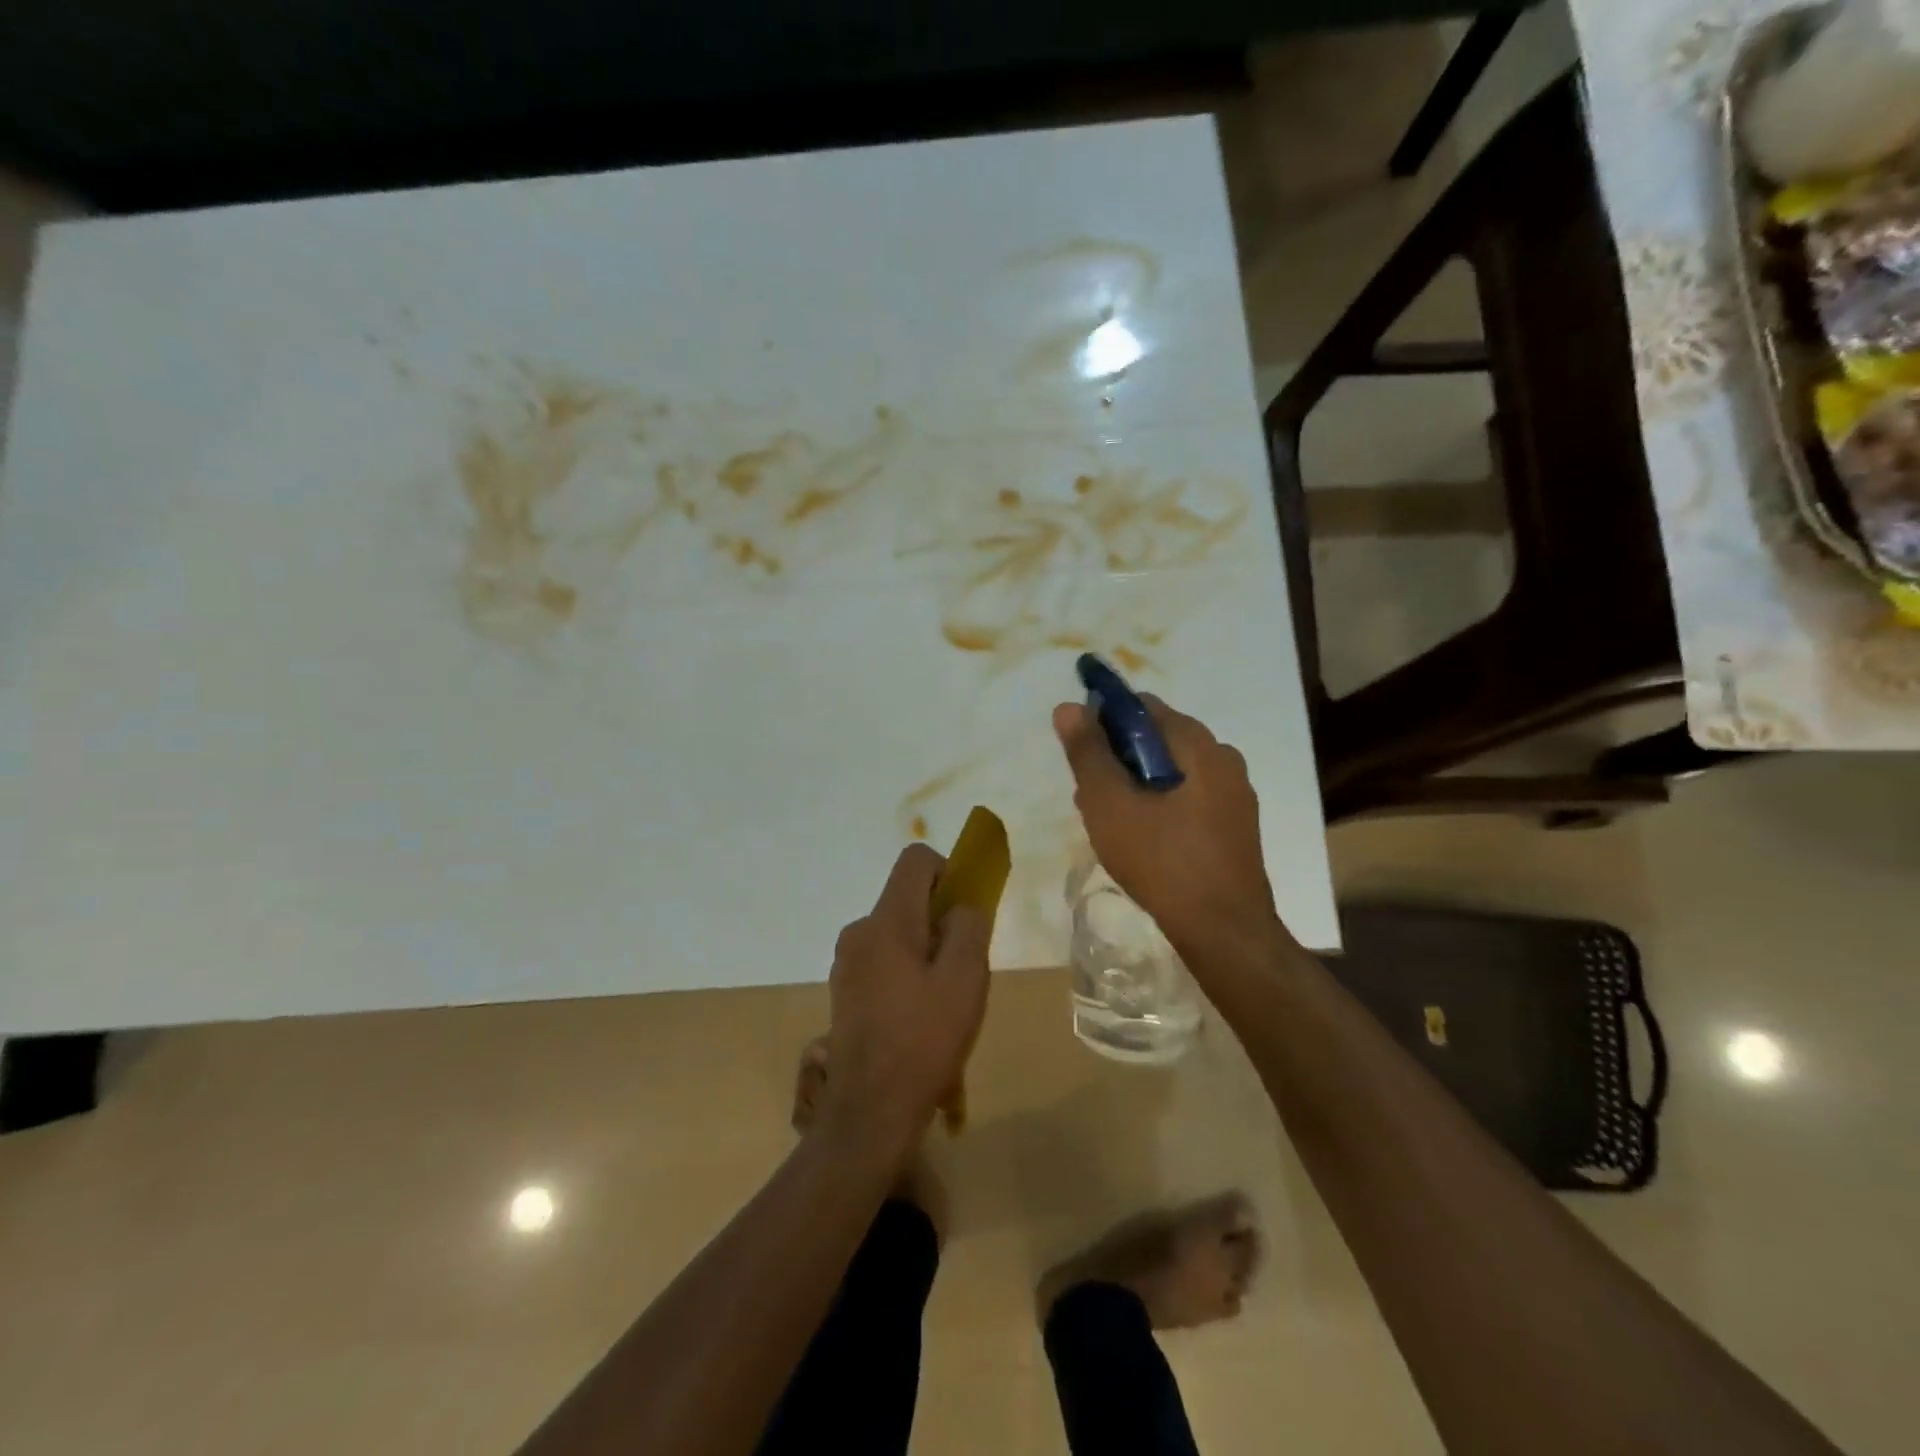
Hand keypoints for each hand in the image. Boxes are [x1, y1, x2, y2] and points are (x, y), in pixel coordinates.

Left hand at [819, 845, 990, 1157]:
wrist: (870, 1111)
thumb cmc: (924, 1039)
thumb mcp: (965, 978)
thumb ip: (969, 927)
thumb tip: (962, 906)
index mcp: (886, 920)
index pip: (915, 860)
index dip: (948, 872)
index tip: (965, 913)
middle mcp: (859, 931)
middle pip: (907, 899)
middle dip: (940, 921)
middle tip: (962, 968)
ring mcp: (846, 962)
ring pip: (897, 933)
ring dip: (925, 951)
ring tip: (943, 1002)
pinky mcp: (844, 991)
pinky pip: (883, 961)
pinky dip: (906, 973)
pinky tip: (918, 1020)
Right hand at [1053, 696, 1284, 956]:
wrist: (1224, 930)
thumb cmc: (1161, 860)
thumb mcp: (1110, 805)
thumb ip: (1088, 753)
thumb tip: (1068, 706)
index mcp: (1197, 744)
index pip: (1143, 707)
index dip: (1105, 721)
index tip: (1083, 755)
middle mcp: (1223, 758)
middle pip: (1158, 740)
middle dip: (1118, 759)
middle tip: (1089, 795)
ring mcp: (1235, 794)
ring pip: (1172, 772)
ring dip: (1136, 785)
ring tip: (1108, 822)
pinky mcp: (1235, 825)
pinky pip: (1189, 798)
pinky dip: (1160, 805)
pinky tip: (1141, 839)